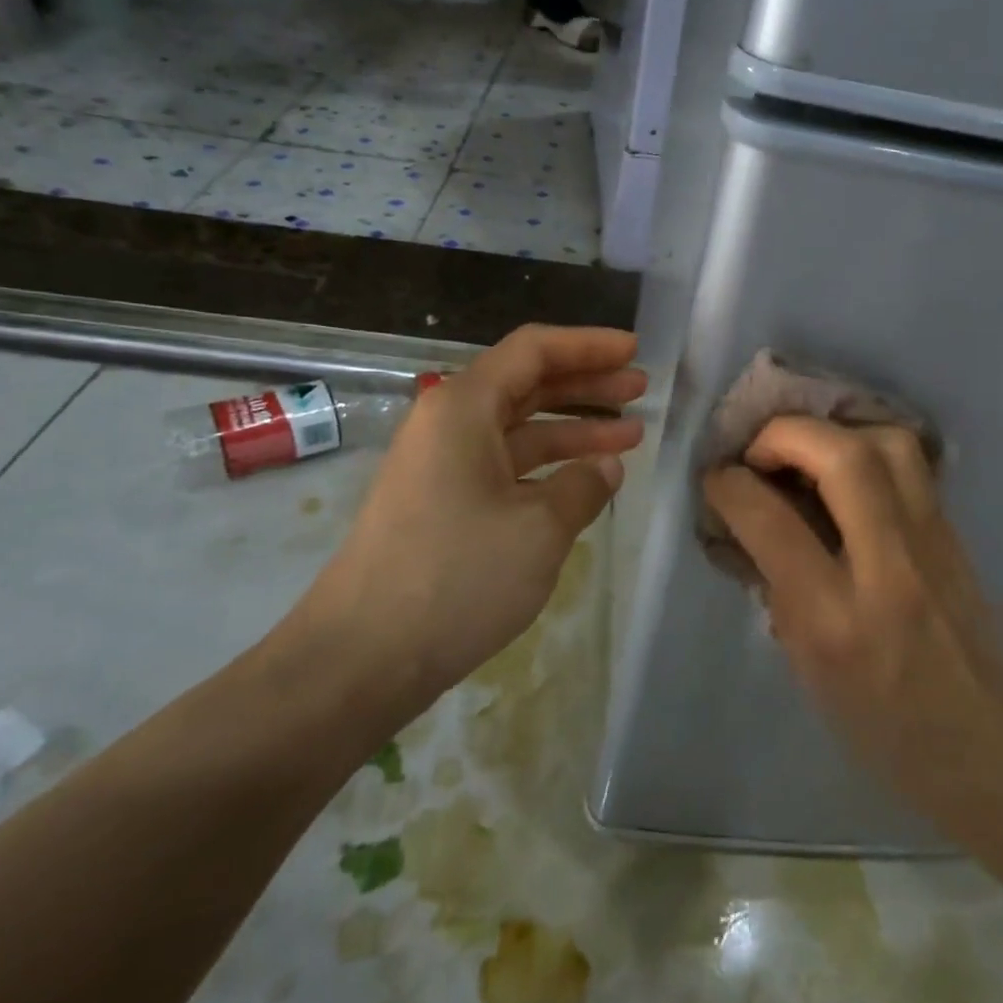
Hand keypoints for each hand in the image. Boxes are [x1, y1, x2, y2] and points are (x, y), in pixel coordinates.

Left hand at [297, 325, 644, 715]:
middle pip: (527, 384)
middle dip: (587, 385)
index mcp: (463, 407)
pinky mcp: (443, 505)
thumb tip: (605, 469)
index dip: (588, 345)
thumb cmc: (456, 576)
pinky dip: (548, 467)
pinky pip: (506, 466)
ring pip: (519, 429)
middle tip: (641, 389)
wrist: (361, 658)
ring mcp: (443, 466)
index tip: (635, 351)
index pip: (533, 350)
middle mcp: (448, 424)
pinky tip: (585, 482)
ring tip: (632, 436)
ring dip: (574, 430)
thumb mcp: (539, 529)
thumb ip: (582, 487)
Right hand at [703, 417, 1002, 835]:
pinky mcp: (955, 533)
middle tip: (758, 452)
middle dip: (785, 435)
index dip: (732, 485)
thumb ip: (776, 586)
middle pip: (843, 457)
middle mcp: (891, 569)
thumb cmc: (881, 725)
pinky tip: (845, 471)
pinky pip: (912, 465)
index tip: (716, 478)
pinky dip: (866, 448)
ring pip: (888, 444)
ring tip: (805, 456)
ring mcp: (934, 544)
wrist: (986, 748)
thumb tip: (748, 519)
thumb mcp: (807, 666)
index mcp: (839, 620)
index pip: (775, 522)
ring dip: (834, 433)